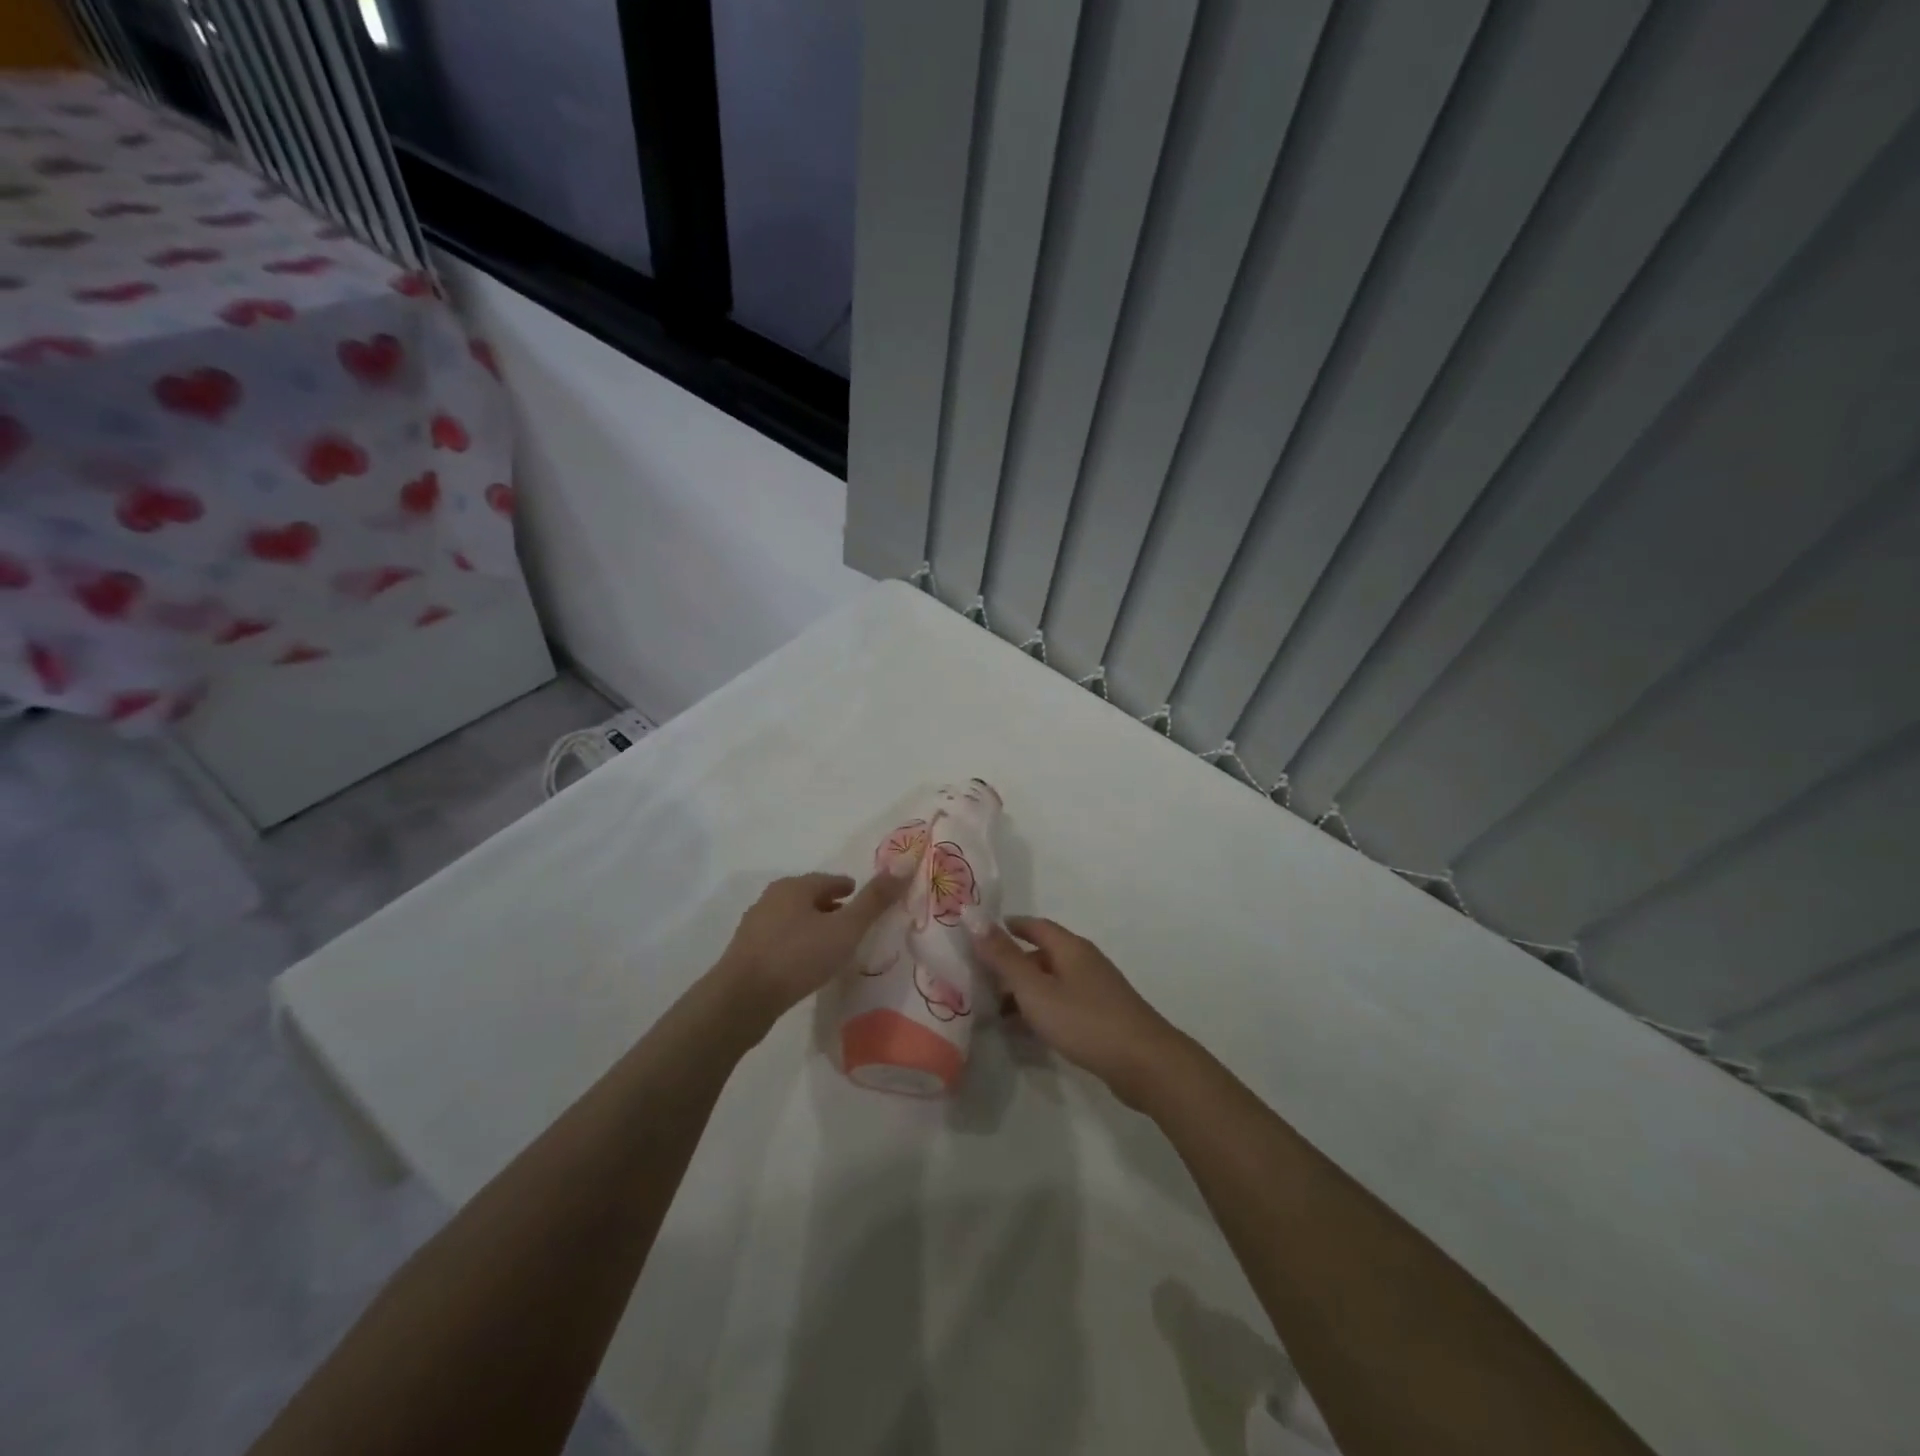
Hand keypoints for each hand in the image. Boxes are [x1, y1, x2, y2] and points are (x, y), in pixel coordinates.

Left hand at [713, 867, 912, 1033]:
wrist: (741, 1000)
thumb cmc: (797, 956)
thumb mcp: (845, 928)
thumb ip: (874, 901)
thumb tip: (903, 866)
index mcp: (794, 887)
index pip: (829, 880)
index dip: (849, 889)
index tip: (863, 900)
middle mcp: (771, 899)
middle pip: (809, 897)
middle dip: (831, 907)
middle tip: (852, 922)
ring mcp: (755, 927)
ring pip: (793, 919)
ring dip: (813, 927)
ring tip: (832, 945)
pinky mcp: (746, 954)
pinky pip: (780, 941)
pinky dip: (797, 945)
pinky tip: (806, 964)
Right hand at [972, 917, 1183, 1107]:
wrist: (1145, 1064)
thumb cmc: (1085, 1020)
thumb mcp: (1036, 989)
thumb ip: (1004, 958)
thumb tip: (973, 918)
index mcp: (1070, 948)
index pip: (1036, 925)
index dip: (1010, 927)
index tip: (982, 933)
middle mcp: (1084, 962)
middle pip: (1043, 954)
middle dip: (1012, 963)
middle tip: (979, 978)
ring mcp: (1096, 991)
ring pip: (1052, 982)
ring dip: (1024, 991)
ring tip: (993, 1009)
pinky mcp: (1103, 1018)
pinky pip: (1063, 1005)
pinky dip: (1041, 1010)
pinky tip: (1025, 1032)